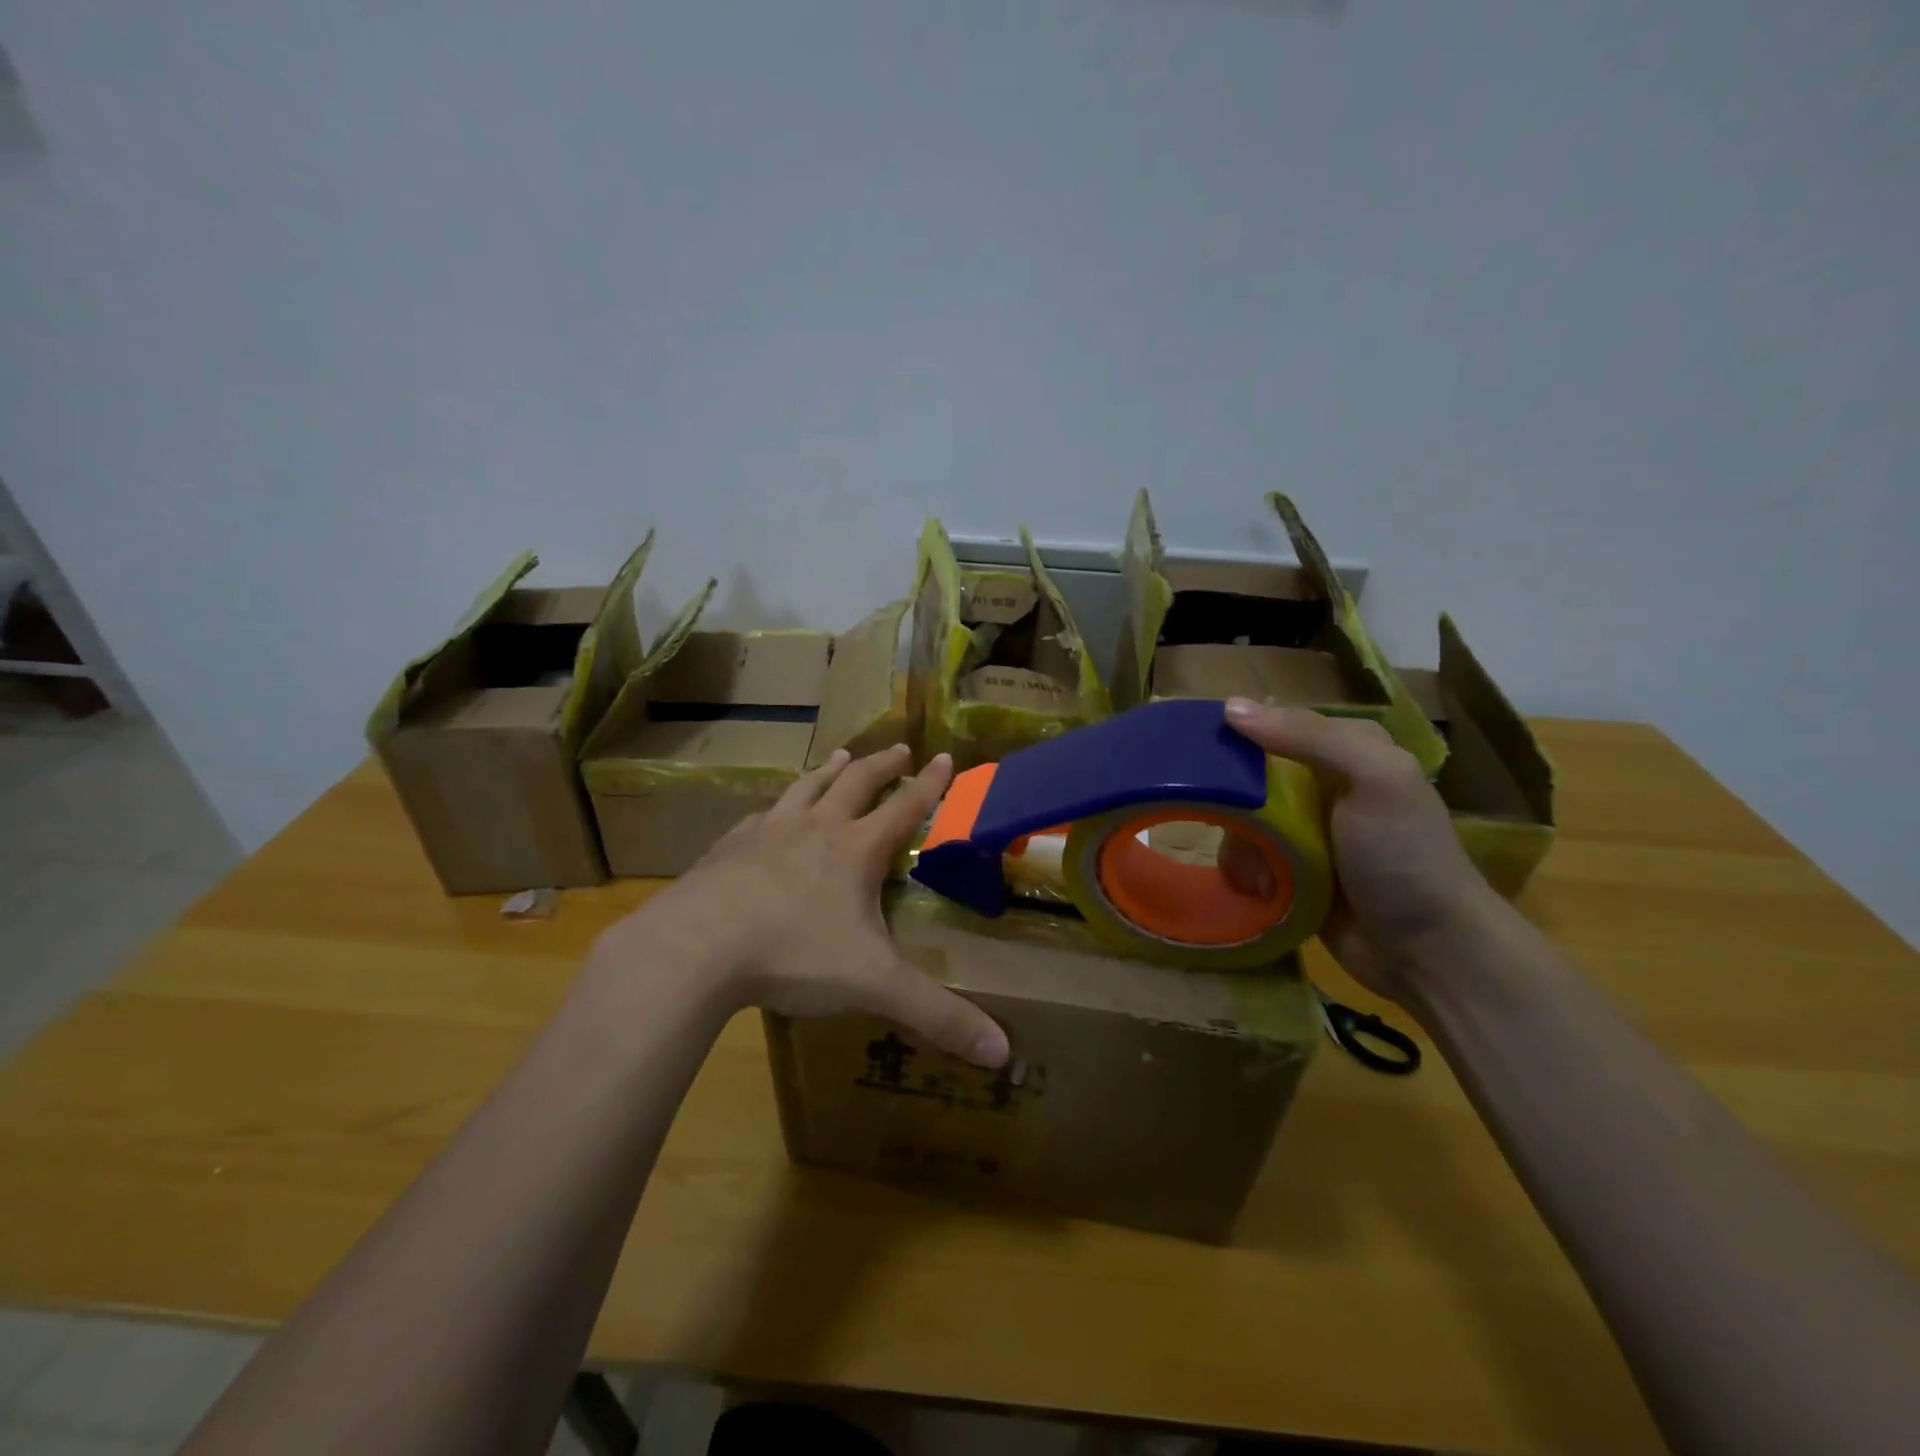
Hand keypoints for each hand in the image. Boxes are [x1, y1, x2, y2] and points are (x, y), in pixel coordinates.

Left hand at [600, 743, 1010, 1067]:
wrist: (696, 947)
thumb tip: (1003, 1052)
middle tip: (899, 747)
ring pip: (806, 788)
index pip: (904, 806)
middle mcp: (816, 828)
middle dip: (882, 764)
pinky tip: (769, 813)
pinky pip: (761, 815)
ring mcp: (768, 832)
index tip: (943, 756)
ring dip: (829, 770)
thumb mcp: (873, 985)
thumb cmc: (793, 955)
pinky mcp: (729, 847)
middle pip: (856, 783)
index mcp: (856, 850)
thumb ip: (938, 1016)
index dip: (928, 783)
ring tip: (840, 755)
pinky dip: (776, 806)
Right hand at [1224, 697, 1505, 1004]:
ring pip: (1243, 818)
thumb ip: (1310, 737)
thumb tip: (1230, 708)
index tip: (1200, 755)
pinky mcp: (1293, 871)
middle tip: (1230, 825)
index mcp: (1347, 750)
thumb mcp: (1374, 780)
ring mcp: (1307, 831)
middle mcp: (1324, 784)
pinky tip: (1256, 889)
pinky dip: (1244, 871)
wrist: (1431, 952)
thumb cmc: (1404, 857)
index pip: (1275, 724)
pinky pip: (1248, 856)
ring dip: (1240, 844)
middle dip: (1233, 802)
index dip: (1236, 734)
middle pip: (1249, 775)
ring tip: (1256, 873)